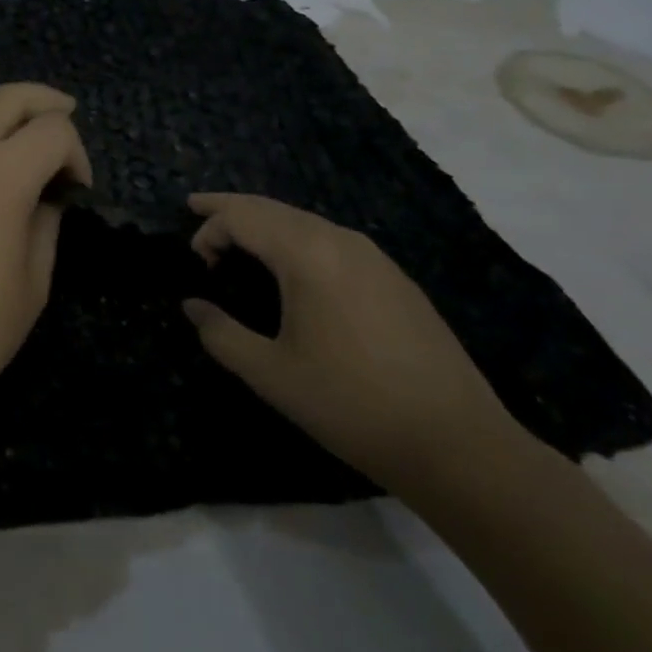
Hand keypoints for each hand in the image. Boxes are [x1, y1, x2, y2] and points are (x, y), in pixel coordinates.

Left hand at [0, 83, 90, 454]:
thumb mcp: (31, 286)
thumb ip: (46, 226)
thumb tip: (48, 197)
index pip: (51, 129)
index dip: (77, 152)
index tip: (79, 191)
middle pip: (7, 97)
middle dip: (44, 100)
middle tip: (69, 116)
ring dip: (10, 126)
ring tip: (35, 160)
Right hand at [182, 193, 528, 496]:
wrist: (458, 445)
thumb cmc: (351, 404)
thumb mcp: (271, 374)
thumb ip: (221, 334)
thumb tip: (193, 306)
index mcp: (307, 254)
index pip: (243, 217)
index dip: (210, 229)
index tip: (195, 261)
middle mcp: (340, 241)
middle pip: (272, 207)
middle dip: (231, 207)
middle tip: (197, 207)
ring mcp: (374, 258)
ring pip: (304, 221)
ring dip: (265, 222)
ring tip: (238, 236)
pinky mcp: (395, 279)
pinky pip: (331, 240)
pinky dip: (296, 237)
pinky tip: (292, 264)